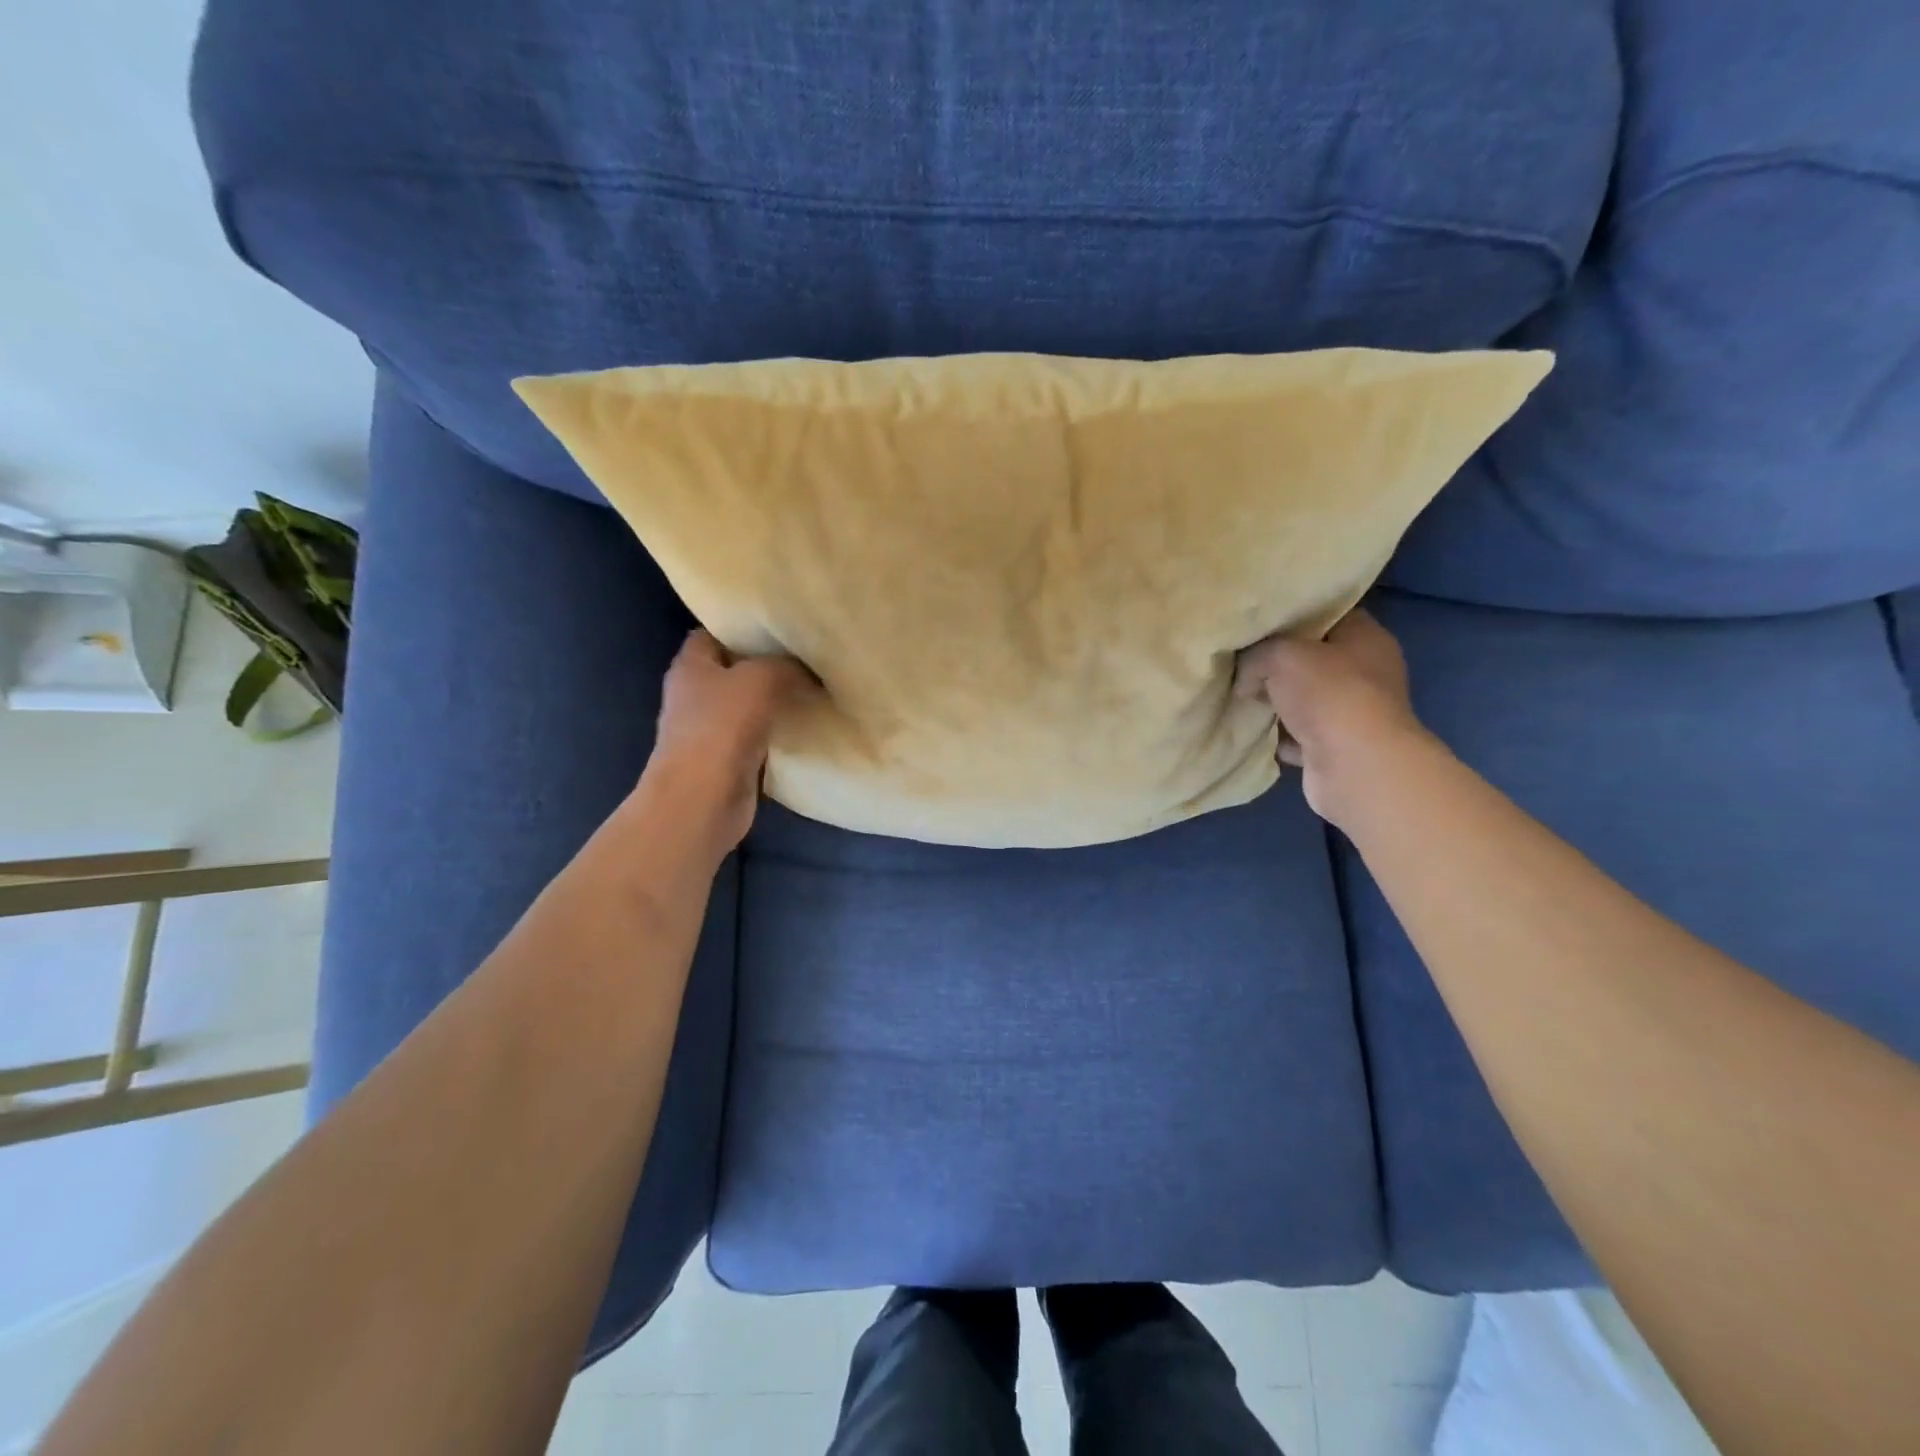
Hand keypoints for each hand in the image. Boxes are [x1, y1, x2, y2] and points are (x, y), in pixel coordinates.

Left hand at [643, 629, 816, 852]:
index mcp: (691, 665)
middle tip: (808, 655)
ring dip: (777, 700)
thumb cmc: (721, 728)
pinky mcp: (729, 759)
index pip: (713, 633)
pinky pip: (759, 735)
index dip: (742, 627)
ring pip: (749, 704)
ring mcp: (711, 729)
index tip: (780, 625)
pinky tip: (807, 724)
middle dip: (767, 664)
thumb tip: (808, 671)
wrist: (703, 799)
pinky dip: (779, 731)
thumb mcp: (760, 679)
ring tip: (815, 686)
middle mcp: (696, 694)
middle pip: (735, 670)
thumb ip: (786, 666)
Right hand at [1234, 608, 1431, 827]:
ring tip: (1241, 696)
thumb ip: (1256, 656)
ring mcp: (1354, 712)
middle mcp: (1366, 672)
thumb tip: (1245, 679)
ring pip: (1305, 698)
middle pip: (1313, 658)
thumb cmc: (1327, 695)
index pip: (1327, 613)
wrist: (1355, 766)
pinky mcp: (1338, 746)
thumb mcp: (1281, 655)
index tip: (1257, 621)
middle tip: (1241, 662)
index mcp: (1366, 638)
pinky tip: (1254, 731)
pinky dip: (1280, 734)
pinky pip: (1300, 734)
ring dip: (1276, 700)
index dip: (1292, 615)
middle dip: (1276, 662)